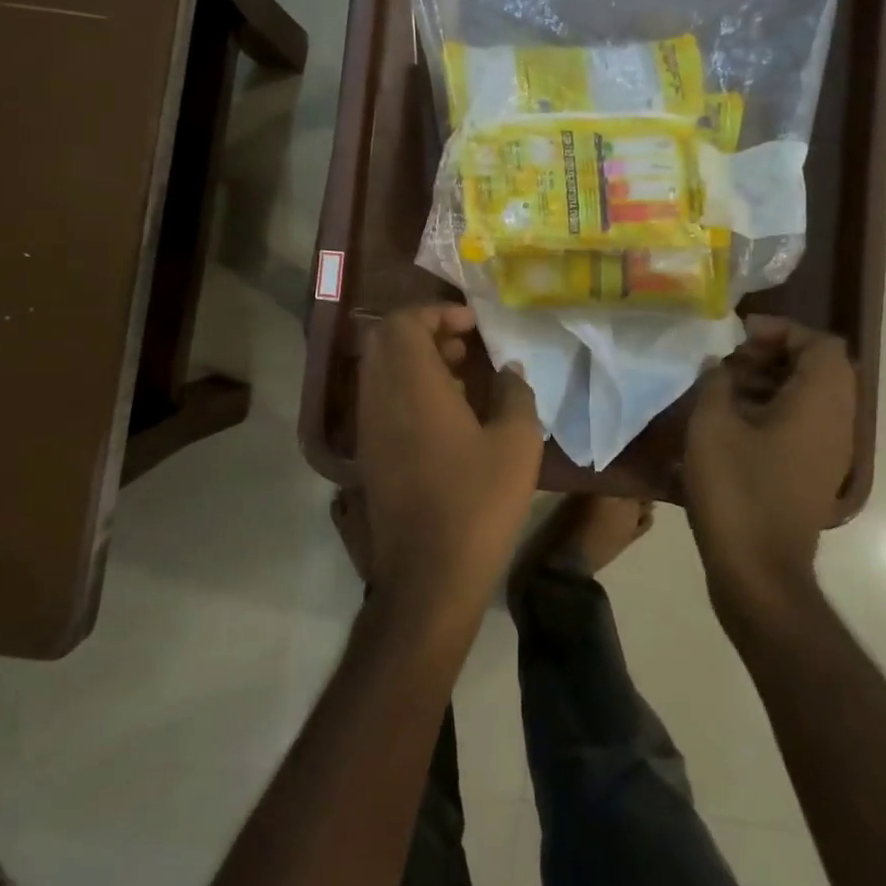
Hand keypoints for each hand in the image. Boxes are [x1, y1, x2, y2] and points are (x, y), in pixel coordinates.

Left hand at [356, 304, 542, 615]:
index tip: (472, 324)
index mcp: (411, 385)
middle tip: (465, 345)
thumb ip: (515, 394)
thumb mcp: (516, 444)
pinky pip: (382, 400)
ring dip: (416, 361)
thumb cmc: (478, 502)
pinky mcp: (369, 454)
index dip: (436, 311)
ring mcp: (369, 428)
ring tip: (462, 378)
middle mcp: (379, 398)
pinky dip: (408, 390)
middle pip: (385, 340)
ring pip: (381, 370)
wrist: (429, 574)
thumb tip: (509, 370)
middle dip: (425, 331)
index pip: (403, 321)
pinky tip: (447, 416)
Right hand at [683, 318, 855, 612]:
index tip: (738, 336)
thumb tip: (720, 364)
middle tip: (729, 360)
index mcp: (819, 403)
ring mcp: (830, 451)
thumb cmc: (736, 490)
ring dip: (771, 382)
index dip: (781, 330)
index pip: (820, 343)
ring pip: (810, 396)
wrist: (758, 569)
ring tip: (724, 388)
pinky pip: (804, 423)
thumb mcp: (712, 425)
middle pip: (819, 367)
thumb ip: (716, 381)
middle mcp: (837, 422)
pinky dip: (774, 410)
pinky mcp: (815, 472)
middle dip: (773, 354)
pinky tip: (732, 422)